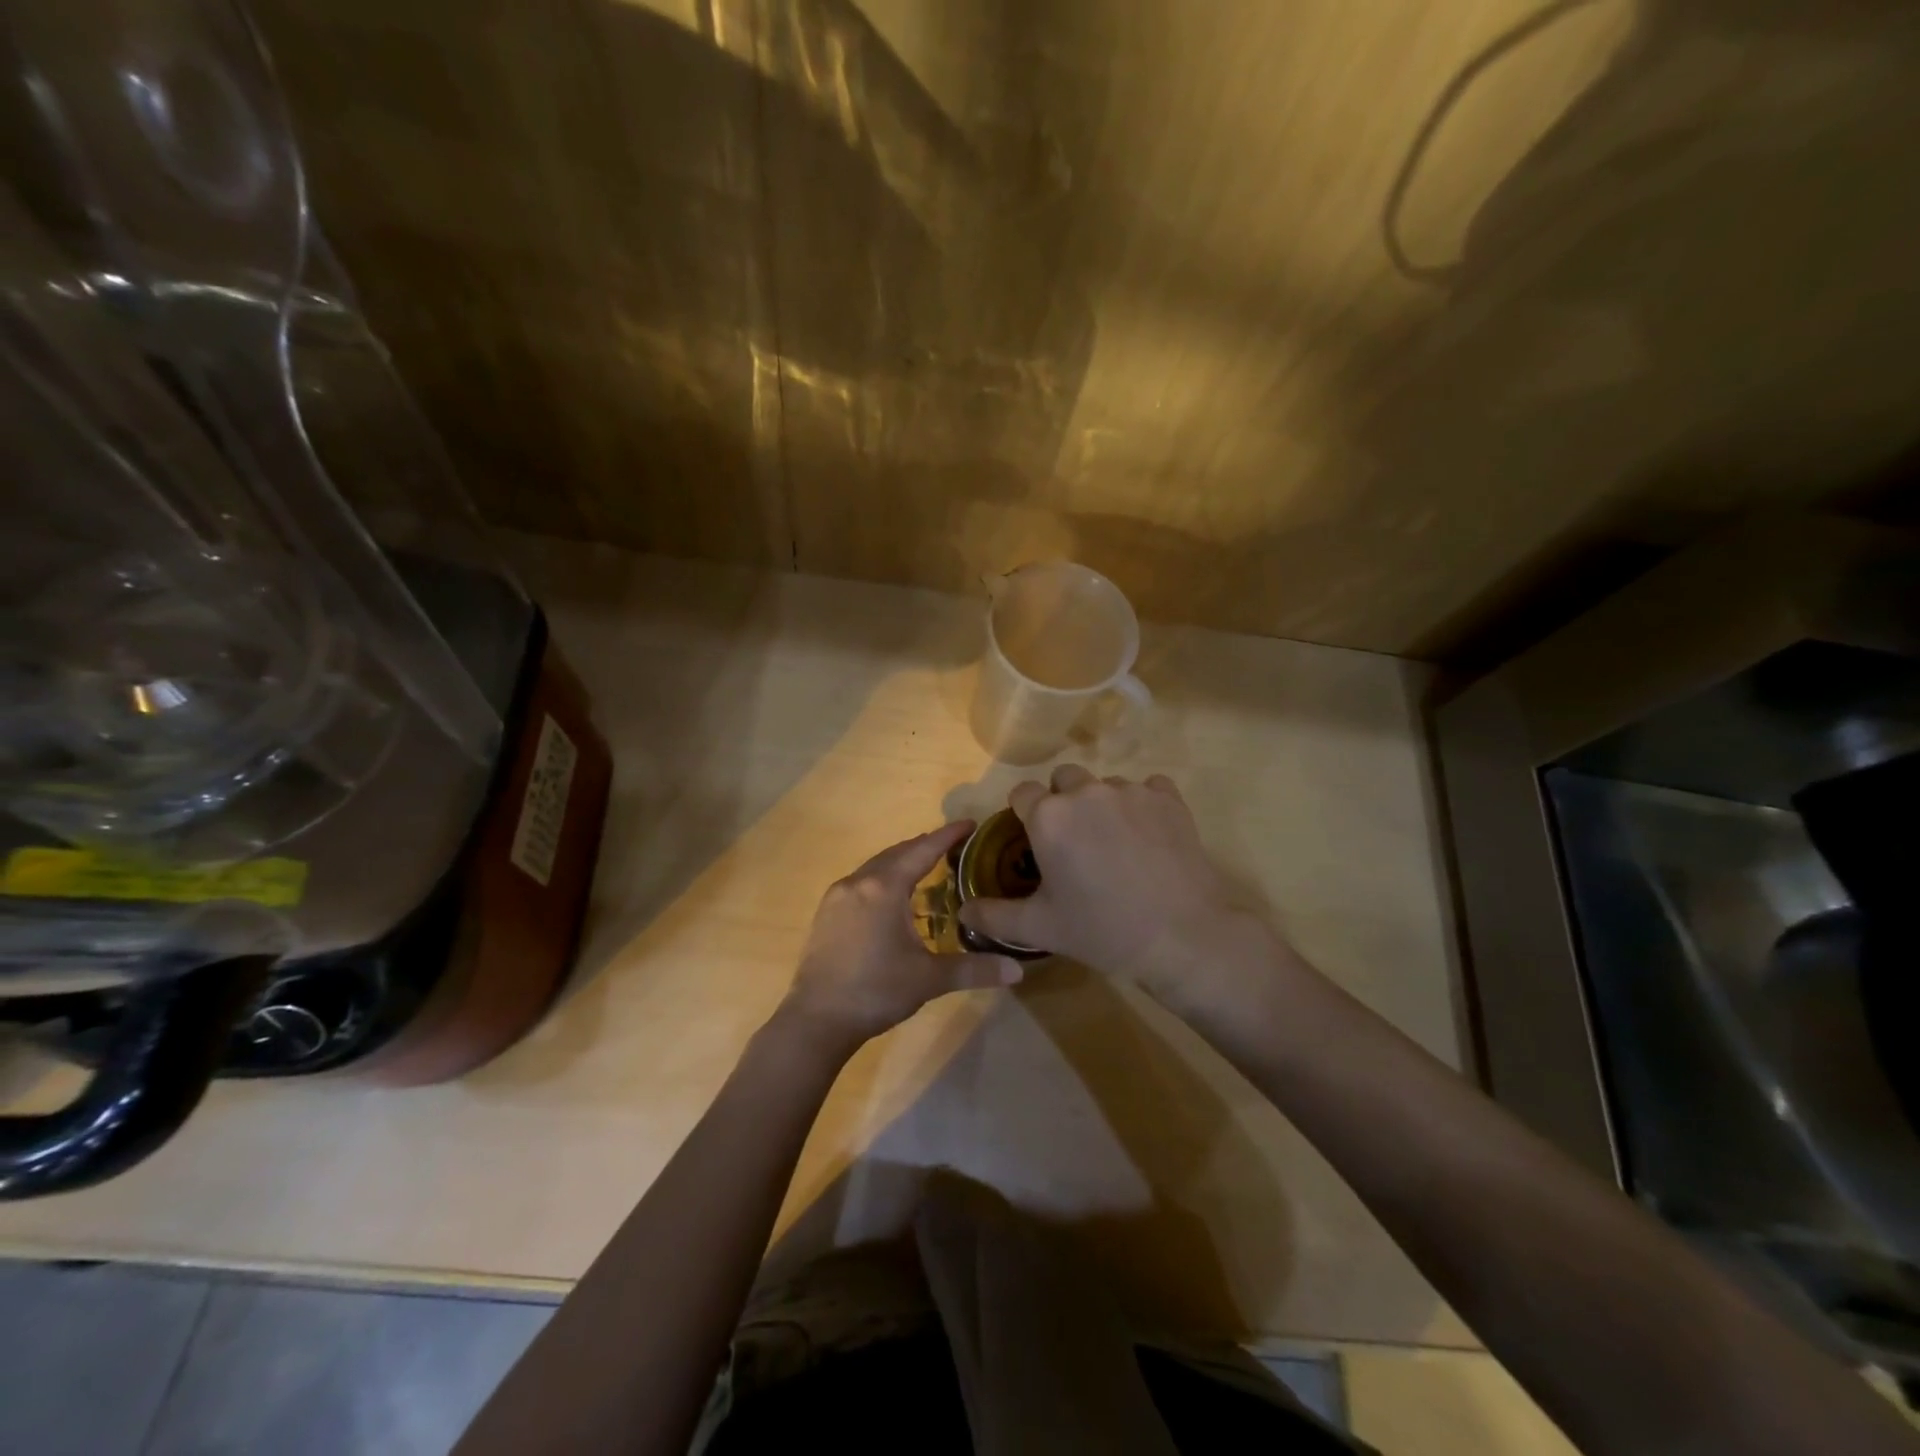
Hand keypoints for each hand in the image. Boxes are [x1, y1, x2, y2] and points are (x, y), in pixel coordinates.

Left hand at [782, 821, 1023, 1053]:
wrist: (817, 1020)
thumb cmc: (876, 992)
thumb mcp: (929, 979)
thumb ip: (974, 969)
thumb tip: (1018, 971)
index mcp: (884, 888)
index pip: (923, 850)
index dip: (948, 836)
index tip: (969, 824)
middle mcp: (858, 882)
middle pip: (897, 853)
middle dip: (925, 846)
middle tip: (953, 846)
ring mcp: (837, 896)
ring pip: (876, 867)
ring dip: (901, 862)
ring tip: (926, 868)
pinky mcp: (826, 913)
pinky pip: (861, 882)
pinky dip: (882, 879)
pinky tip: (892, 898)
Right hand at [956, 766, 1300, 1025]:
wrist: (1181, 936)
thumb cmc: (1102, 930)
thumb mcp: (1040, 928)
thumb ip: (993, 916)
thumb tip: (962, 911)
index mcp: (1048, 816)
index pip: (1022, 793)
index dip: (1024, 814)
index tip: (1035, 841)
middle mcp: (1086, 792)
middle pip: (1063, 780)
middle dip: (1062, 802)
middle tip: (1074, 843)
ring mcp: (1130, 791)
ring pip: (1104, 785)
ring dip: (1102, 805)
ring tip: (1115, 844)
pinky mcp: (1168, 798)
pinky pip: (1148, 787)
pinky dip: (1143, 804)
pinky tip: (1148, 835)